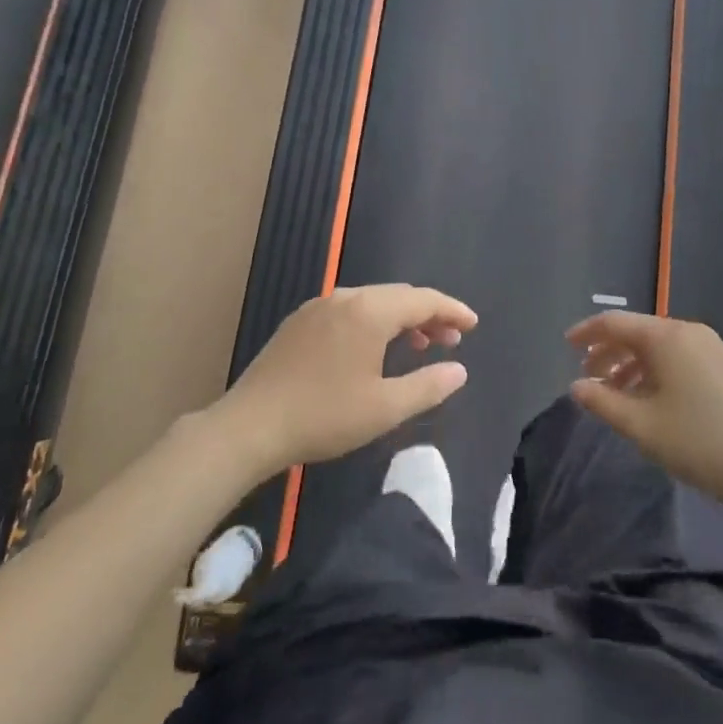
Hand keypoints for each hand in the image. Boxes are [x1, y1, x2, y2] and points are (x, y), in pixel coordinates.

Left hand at [210, 284, 477, 479]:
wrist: (250, 426)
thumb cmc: (324, 416)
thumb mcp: (385, 408)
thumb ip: (428, 385)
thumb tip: (459, 370)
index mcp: (370, 311)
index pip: (423, 300)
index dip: (452, 311)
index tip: (472, 325)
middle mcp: (345, 297)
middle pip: (398, 297)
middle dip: (428, 315)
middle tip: (450, 340)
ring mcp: (318, 307)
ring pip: (372, 303)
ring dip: (400, 319)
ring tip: (418, 345)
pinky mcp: (299, 322)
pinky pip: (349, 311)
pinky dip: (372, 323)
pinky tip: (373, 349)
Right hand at [567, 312, 722, 524]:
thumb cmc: (700, 443)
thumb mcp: (641, 426)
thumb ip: (603, 402)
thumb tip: (577, 386)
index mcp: (666, 338)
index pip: (615, 323)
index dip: (587, 333)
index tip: (566, 347)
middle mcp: (689, 333)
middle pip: (638, 332)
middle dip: (609, 352)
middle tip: (588, 376)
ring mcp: (712, 348)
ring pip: (660, 347)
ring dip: (632, 364)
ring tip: (616, 393)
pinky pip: (679, 358)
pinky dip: (656, 370)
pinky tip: (651, 399)